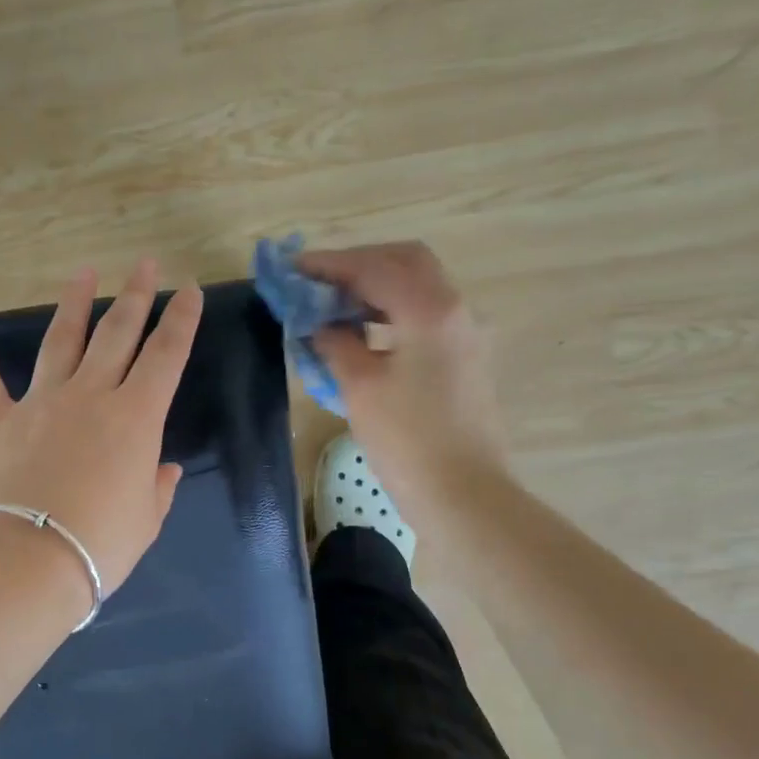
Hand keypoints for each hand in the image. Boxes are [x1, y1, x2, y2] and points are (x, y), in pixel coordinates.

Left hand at [0, 260, 202, 604]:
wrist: (29, 563)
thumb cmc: (101, 545)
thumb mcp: (146, 520)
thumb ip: (157, 487)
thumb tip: (162, 467)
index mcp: (136, 418)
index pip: (167, 356)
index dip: (181, 321)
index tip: (189, 291)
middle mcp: (90, 396)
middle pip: (117, 335)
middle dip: (136, 297)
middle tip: (145, 264)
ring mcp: (40, 403)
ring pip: (60, 341)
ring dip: (74, 305)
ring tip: (84, 273)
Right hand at [301, 241, 510, 521]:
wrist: (464, 495)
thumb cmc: (408, 442)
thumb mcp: (361, 388)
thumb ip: (336, 344)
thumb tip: (322, 326)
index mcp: (430, 309)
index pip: (374, 266)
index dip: (330, 265)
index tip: (293, 270)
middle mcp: (454, 309)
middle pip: (405, 263)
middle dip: (358, 266)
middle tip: (318, 284)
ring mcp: (465, 334)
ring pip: (417, 289)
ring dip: (375, 289)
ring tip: (334, 308)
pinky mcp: (465, 359)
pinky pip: (424, 317)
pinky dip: (391, 313)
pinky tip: (363, 335)